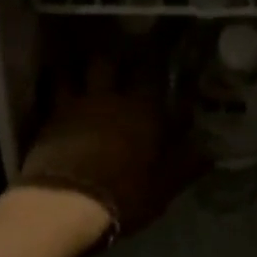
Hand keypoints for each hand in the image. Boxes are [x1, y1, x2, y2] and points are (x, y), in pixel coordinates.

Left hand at [17, 46, 202, 237]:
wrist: (65, 203)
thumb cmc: (124, 194)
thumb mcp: (165, 186)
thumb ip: (187, 164)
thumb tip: (210, 151)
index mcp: (143, 109)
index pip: (153, 75)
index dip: (157, 62)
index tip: (161, 53)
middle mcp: (108, 98)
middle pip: (108, 62)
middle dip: (114, 56)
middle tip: (118, 55)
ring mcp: (74, 105)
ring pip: (74, 71)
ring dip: (78, 66)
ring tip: (80, 65)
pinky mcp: (47, 119)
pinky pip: (50, 93)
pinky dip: (53, 85)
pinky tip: (54, 86)